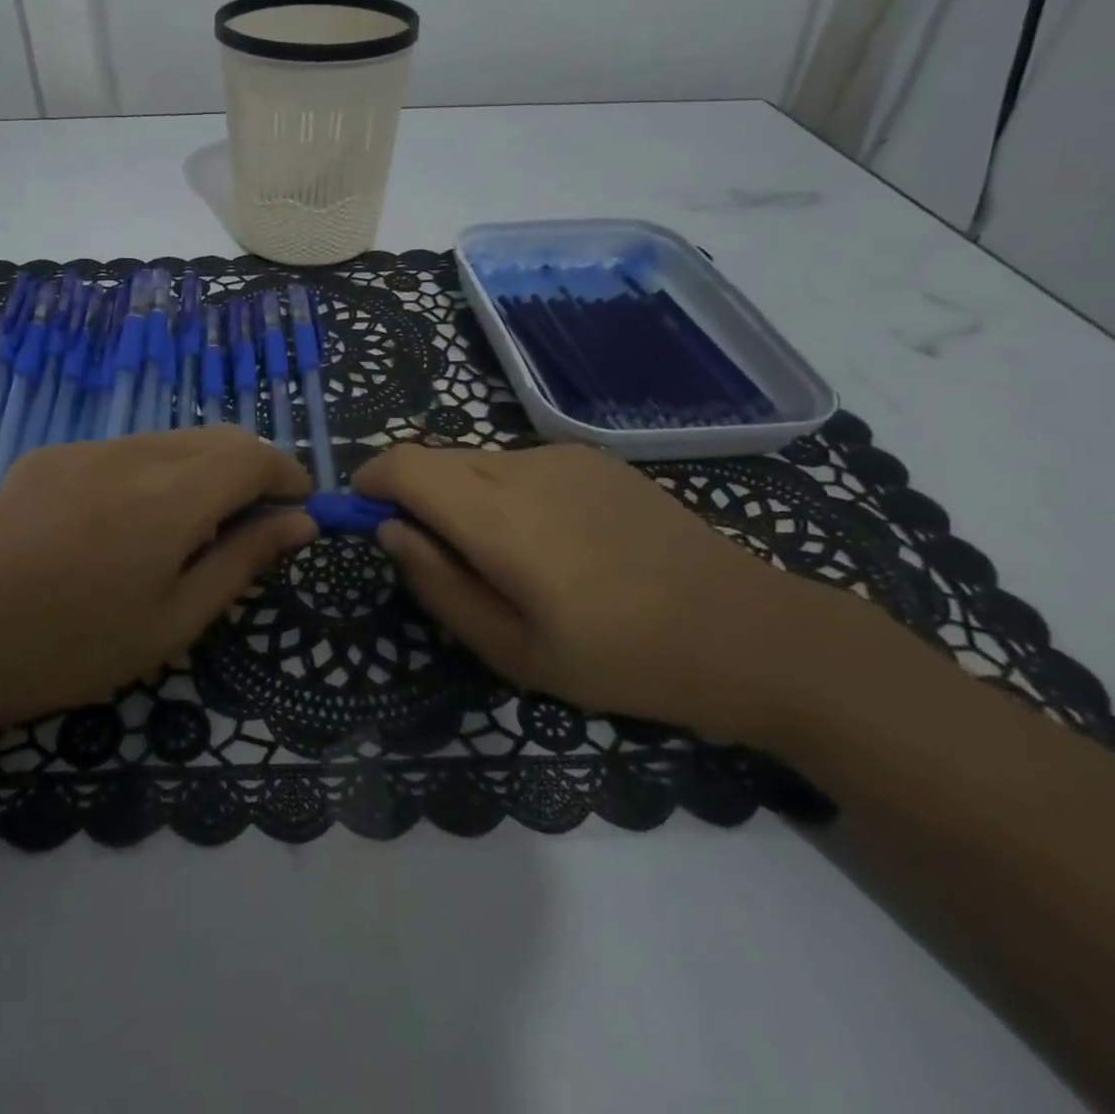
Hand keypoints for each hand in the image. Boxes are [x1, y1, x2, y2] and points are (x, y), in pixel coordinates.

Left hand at [0, 427, 314, 733]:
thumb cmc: (78, 647)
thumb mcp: (177, 619)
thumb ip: (245, 560)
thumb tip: (301, 523)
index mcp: (173, 496)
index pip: (255, 456)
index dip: (286, 475)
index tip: (298, 508)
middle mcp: (133, 453)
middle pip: (217, 438)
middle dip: (249, 469)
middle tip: (249, 522)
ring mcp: (85, 448)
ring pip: (169, 441)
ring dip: (198, 470)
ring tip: (183, 529)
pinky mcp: (48, 455)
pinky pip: (119, 451)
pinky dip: (147, 472)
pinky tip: (120, 523)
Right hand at [353, 443, 870, 742]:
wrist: (747, 632)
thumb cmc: (620, 658)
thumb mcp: (512, 651)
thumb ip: (437, 585)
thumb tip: (389, 533)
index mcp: (497, 516)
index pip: (401, 465)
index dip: (369, 483)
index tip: (367, 521)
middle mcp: (522, 466)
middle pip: (434, 459)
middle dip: (412, 497)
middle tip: (437, 558)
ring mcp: (561, 456)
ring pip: (475, 460)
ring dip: (460, 497)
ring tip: (504, 559)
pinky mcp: (593, 457)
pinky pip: (518, 464)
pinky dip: (501, 491)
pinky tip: (551, 542)